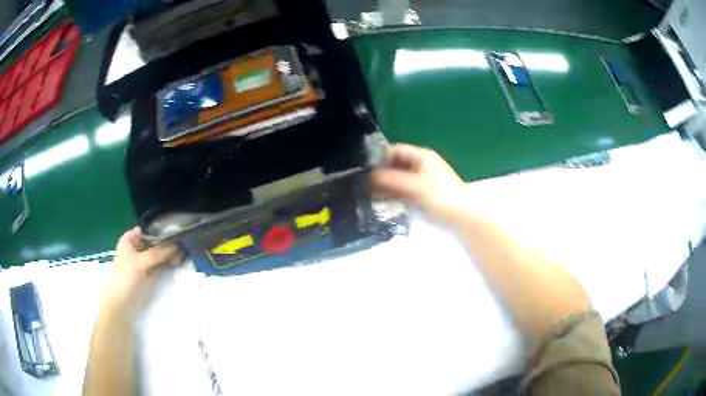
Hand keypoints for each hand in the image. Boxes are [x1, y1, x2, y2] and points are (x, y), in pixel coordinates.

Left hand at [100, 227, 180, 314]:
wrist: (121, 303)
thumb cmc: (125, 277)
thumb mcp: (140, 262)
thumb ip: (157, 253)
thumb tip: (176, 245)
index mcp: (128, 241)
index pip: (144, 230)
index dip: (156, 228)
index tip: (171, 228)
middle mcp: (135, 250)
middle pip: (152, 242)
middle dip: (165, 243)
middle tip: (180, 244)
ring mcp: (141, 263)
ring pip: (156, 255)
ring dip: (167, 254)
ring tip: (181, 255)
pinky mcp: (147, 275)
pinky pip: (159, 266)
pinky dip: (166, 264)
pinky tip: (176, 262)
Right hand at [371, 144, 467, 225]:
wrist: (463, 217)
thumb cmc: (442, 197)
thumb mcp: (416, 186)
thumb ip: (392, 180)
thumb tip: (369, 176)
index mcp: (422, 157)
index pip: (396, 151)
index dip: (380, 156)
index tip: (363, 167)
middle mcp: (420, 166)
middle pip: (395, 165)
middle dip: (380, 173)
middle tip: (360, 183)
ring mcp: (420, 182)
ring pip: (397, 180)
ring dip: (384, 186)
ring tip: (364, 194)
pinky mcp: (420, 196)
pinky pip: (401, 192)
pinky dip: (391, 195)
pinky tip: (377, 201)